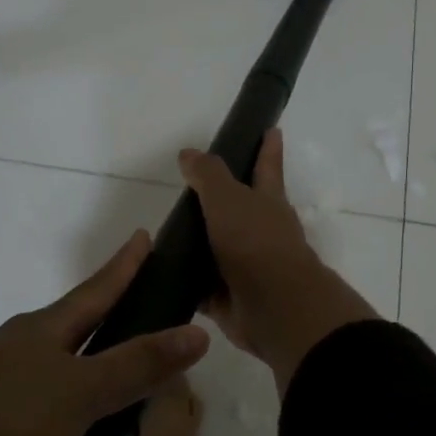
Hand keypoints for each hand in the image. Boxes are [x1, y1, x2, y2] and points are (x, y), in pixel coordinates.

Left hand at [0, 230, 209, 435]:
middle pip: (96, 368)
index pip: (100, 289)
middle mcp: (27, 356)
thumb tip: (197, 332)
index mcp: (47, 332)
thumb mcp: (79, 393)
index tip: (146, 237)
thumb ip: (139, 365)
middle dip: (125, 413)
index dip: (126, 265)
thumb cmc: (0, 420)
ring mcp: (5, 397)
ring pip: (74, 420)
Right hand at [180, 128, 378, 391]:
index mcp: (267, 202)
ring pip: (218, 248)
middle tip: (191, 189)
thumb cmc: (255, 242)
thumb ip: (208, 175)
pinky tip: (161, 276)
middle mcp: (260, 232)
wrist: (274, 307)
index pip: (267, 166)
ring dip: (198, 243)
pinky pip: (200, 286)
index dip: (268, 148)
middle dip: (222, 200)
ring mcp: (246, 266)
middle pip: (239, 209)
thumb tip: (189, 153)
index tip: (272, 129)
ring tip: (165, 233)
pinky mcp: (229, 298)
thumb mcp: (228, 198)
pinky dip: (185, 281)